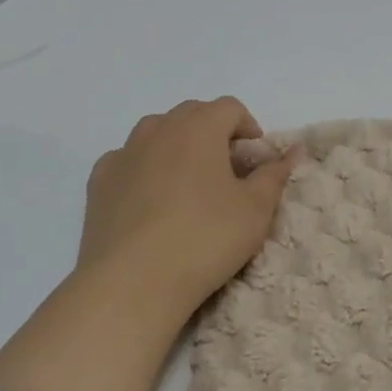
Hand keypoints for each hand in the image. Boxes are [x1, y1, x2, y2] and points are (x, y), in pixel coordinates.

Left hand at [76, 96, 298, 321]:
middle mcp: (158, 130)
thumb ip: (274, 174)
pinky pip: (128, 160)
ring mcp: (123, 154)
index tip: (256, 157)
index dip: (248, 126)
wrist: (133, 282)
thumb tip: (292, 151)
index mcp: (199, 128)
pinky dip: (145, 168)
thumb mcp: (256, 209)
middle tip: (228, 170)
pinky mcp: (98, 183)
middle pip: (192, 114)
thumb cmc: (206, 238)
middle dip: (214, 132)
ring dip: (178, 146)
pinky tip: (152, 200)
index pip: (229, 108)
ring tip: (190, 183)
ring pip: (156, 133)